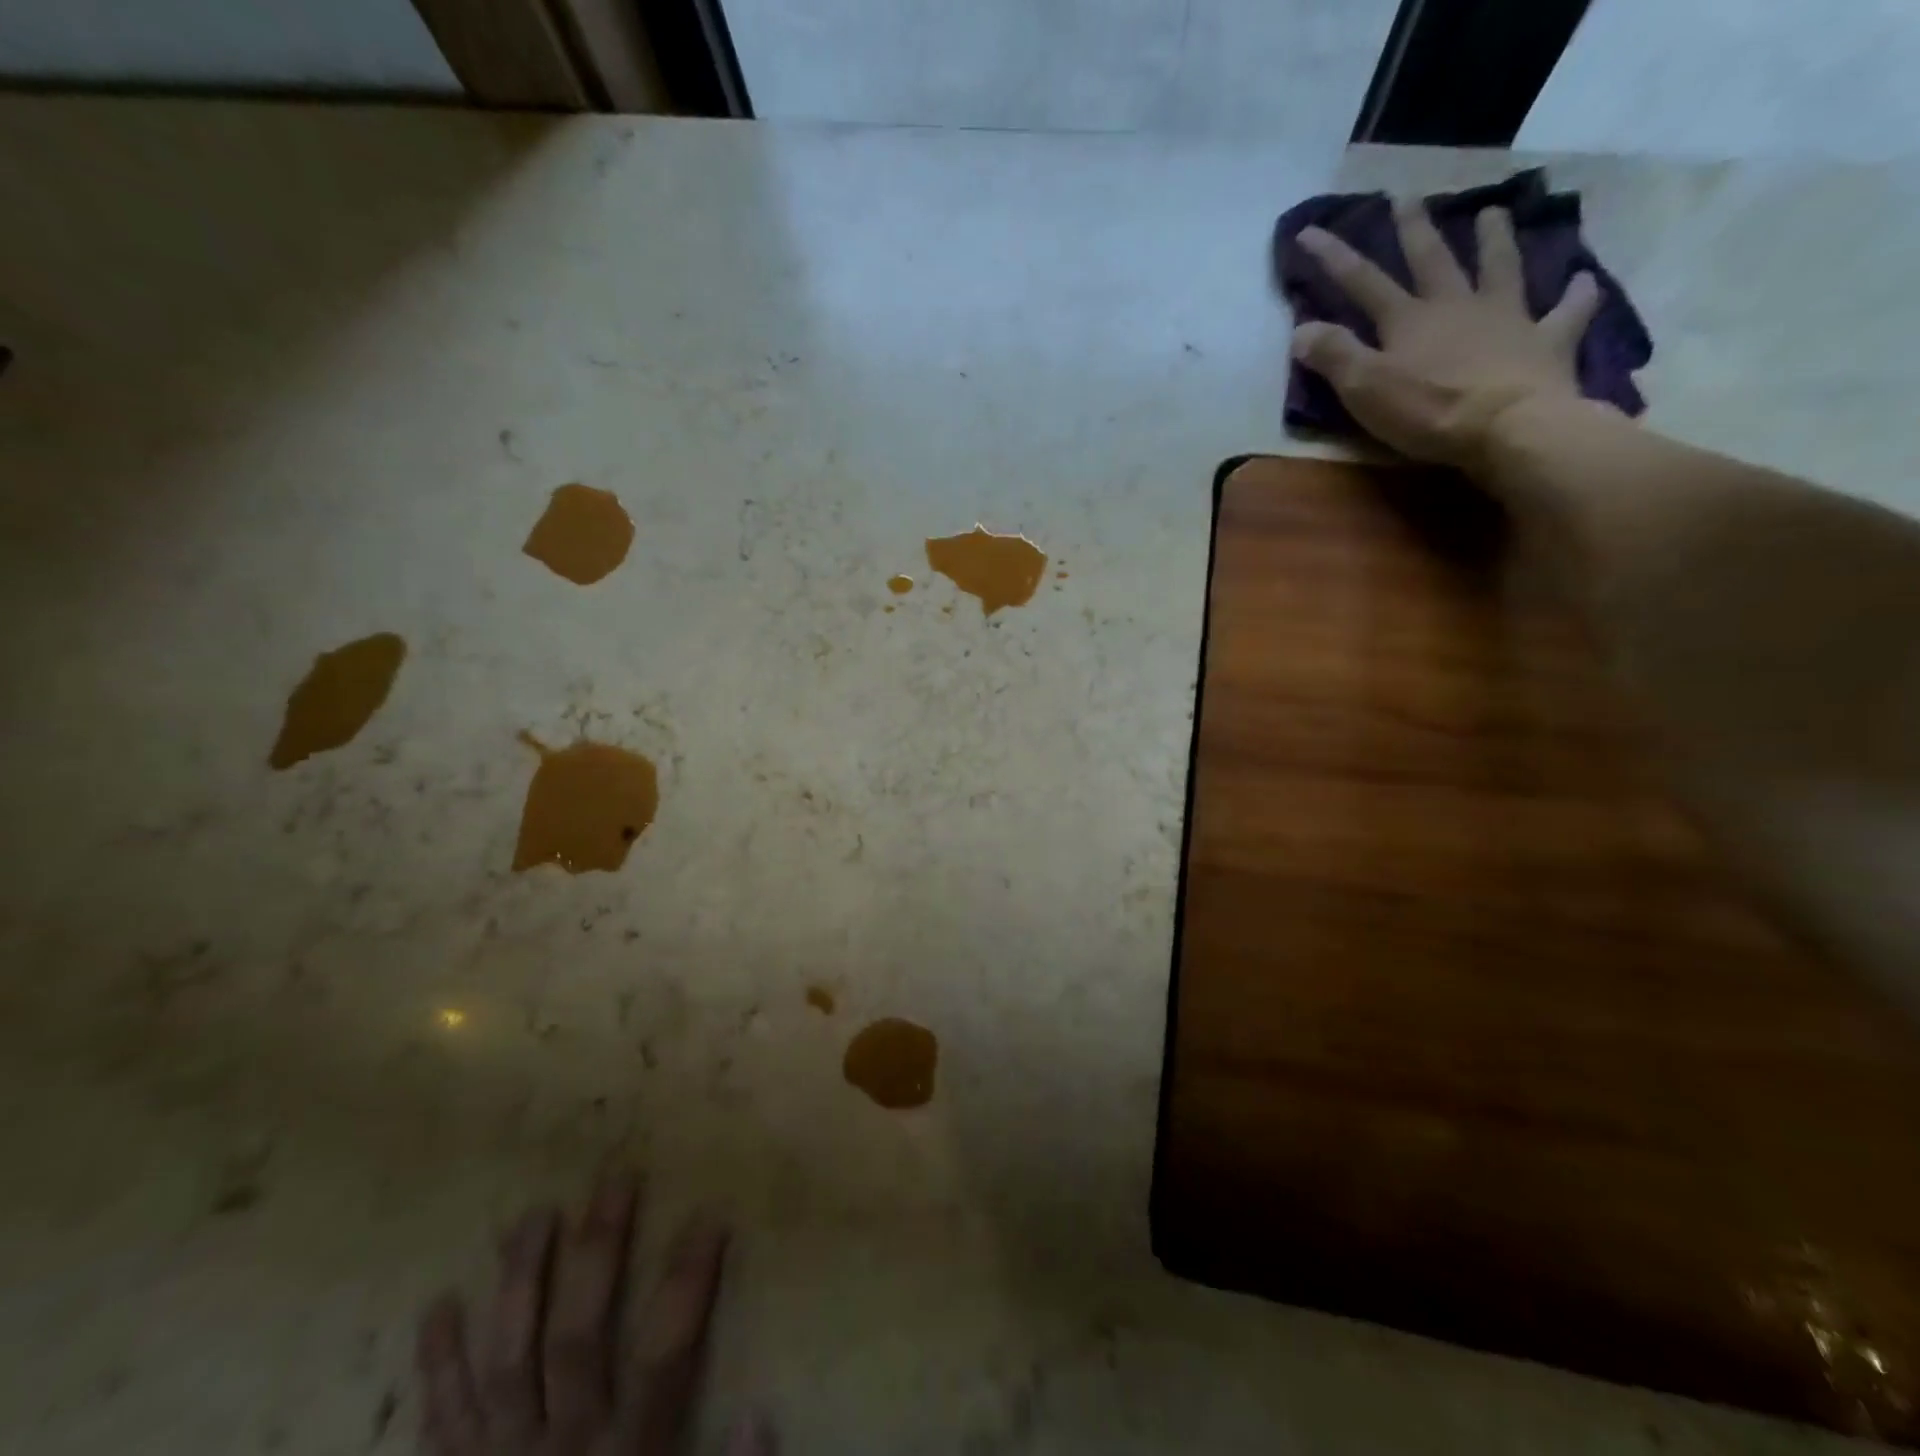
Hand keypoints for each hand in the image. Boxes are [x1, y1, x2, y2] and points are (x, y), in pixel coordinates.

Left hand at [416, 1172, 770, 1455]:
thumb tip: (761, 1414)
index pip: (665, 1355)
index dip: (687, 1284)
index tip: (710, 1216)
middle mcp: (558, 1450)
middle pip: (577, 1336)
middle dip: (599, 1253)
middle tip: (616, 1179)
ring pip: (506, 1359)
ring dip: (520, 1283)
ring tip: (534, 1215)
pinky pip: (439, 1421)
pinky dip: (437, 1364)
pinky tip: (437, 1305)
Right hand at [1290, 203, 1601, 467]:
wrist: (1510, 427)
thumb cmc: (1429, 412)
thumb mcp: (1365, 389)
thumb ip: (1334, 356)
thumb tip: (1301, 329)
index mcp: (1408, 320)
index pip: (1361, 282)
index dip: (1333, 257)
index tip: (1310, 230)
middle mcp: (1456, 306)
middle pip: (1432, 260)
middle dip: (1414, 230)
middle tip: (1407, 199)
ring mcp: (1506, 319)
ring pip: (1500, 268)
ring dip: (1495, 240)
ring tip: (1494, 212)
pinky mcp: (1546, 341)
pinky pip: (1566, 312)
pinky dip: (1575, 296)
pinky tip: (1583, 281)